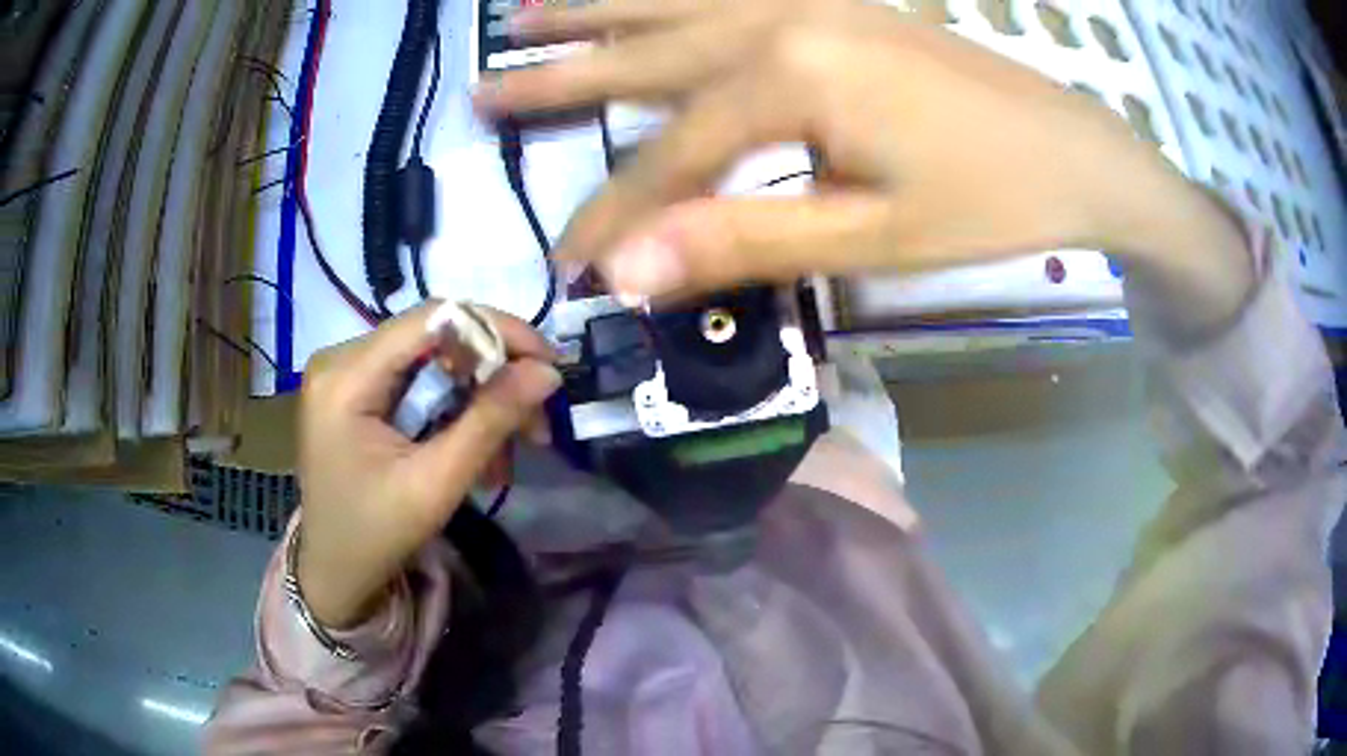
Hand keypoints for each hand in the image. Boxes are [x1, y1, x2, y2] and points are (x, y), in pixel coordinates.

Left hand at [296, 303, 559, 628]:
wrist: (333, 572)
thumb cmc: (376, 536)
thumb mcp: (436, 484)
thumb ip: (490, 422)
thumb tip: (547, 372)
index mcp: (346, 377)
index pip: (432, 318)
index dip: (496, 329)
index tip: (547, 363)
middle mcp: (340, 358)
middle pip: (434, 336)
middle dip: (493, 371)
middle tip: (537, 417)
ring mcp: (345, 371)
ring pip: (432, 358)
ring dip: (479, 393)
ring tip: (514, 443)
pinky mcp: (354, 388)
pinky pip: (417, 378)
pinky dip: (454, 405)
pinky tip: (476, 443)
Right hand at [479, 0, 1251, 333]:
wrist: (1072, 151)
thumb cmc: (988, 199)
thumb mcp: (869, 239)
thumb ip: (743, 241)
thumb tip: (628, 275)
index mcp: (788, 74)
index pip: (668, 159)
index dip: (612, 220)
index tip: (567, 269)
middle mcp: (780, 16)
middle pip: (642, 52)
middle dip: (558, 77)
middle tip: (482, 88)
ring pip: (673, 2)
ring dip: (595, 10)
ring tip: (524, 14)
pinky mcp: (833, 2)